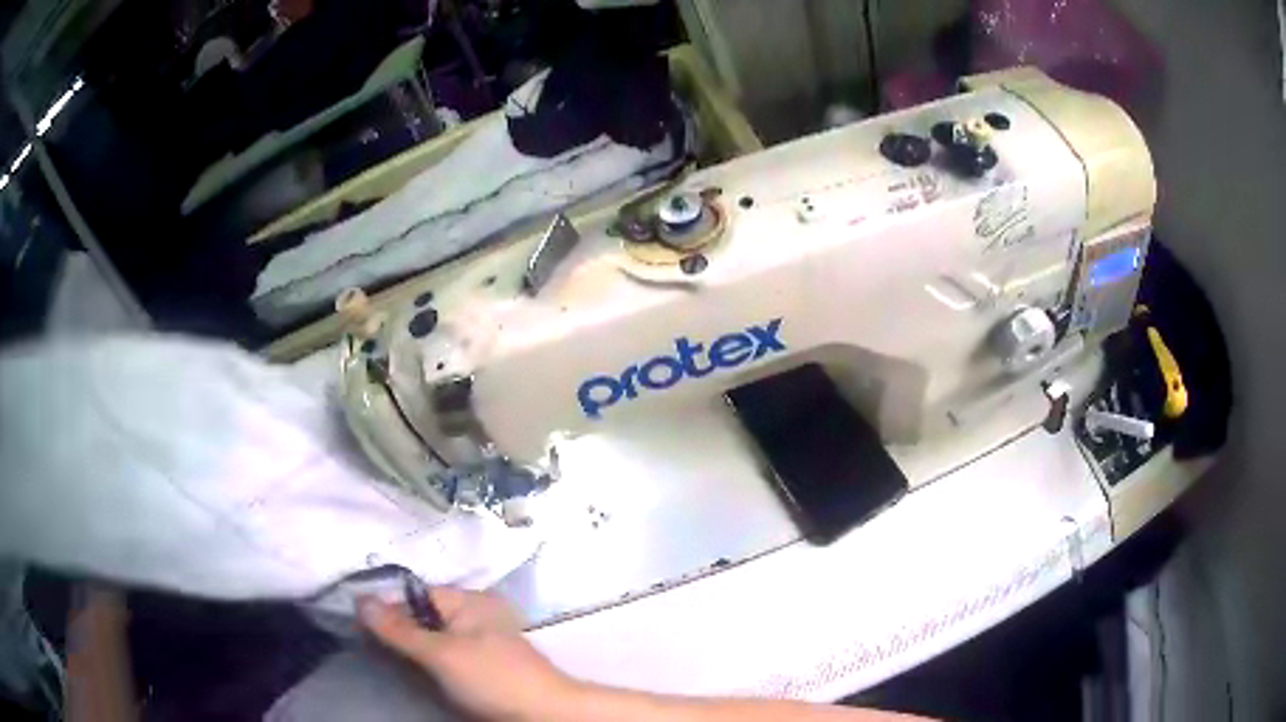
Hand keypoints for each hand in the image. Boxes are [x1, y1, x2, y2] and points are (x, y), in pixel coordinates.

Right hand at [359, 587, 579, 720]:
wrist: (544, 715)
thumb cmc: (492, 678)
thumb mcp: (440, 653)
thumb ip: (399, 629)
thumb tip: (359, 599)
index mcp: (467, 601)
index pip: (414, 595)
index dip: (385, 606)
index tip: (354, 622)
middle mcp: (472, 616)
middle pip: (421, 617)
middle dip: (394, 628)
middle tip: (363, 642)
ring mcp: (477, 643)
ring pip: (430, 639)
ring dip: (408, 648)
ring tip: (378, 656)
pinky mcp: (480, 668)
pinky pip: (443, 658)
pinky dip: (424, 662)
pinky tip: (407, 671)